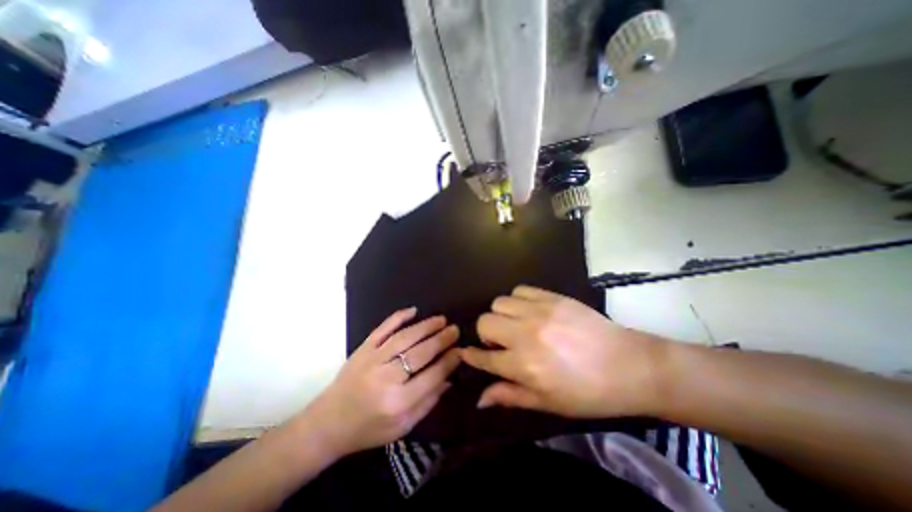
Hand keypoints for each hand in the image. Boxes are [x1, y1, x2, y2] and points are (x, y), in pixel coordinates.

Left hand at [301, 308, 459, 454]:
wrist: (328, 423)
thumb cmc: (369, 429)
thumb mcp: (403, 427)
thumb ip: (429, 402)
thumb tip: (450, 378)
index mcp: (398, 403)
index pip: (432, 376)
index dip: (449, 361)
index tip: (461, 350)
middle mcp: (386, 378)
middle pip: (420, 353)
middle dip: (441, 339)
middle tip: (454, 329)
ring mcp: (373, 360)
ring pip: (405, 337)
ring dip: (425, 326)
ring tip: (441, 319)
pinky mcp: (363, 348)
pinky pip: (383, 329)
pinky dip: (398, 317)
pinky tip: (413, 310)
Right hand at [464, 286, 662, 417]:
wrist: (629, 365)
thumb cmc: (588, 392)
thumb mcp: (547, 403)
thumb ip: (510, 396)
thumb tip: (480, 399)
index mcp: (524, 366)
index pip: (484, 358)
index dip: (472, 356)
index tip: (467, 353)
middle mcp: (526, 335)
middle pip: (485, 322)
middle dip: (486, 334)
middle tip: (501, 342)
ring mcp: (539, 312)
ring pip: (499, 302)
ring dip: (501, 315)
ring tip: (516, 325)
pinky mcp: (552, 297)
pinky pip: (520, 290)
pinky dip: (518, 300)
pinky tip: (529, 311)